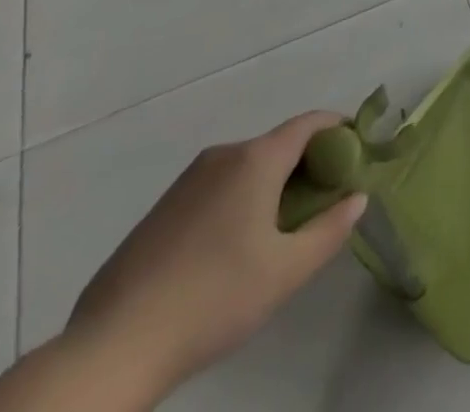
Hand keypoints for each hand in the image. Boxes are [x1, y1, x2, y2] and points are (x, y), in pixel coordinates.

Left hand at [66, 111, 367, 395]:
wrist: (113, 346)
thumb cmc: (213, 299)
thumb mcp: (286, 271)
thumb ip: (330, 229)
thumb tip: (357, 198)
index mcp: (257, 159)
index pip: (310, 123)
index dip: (339, 130)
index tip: (356, 155)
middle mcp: (224, 155)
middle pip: (279, 144)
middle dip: (307, 164)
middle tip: (323, 203)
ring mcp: (187, 180)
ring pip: (246, 167)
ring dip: (272, 184)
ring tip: (280, 232)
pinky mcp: (162, 208)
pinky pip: (217, 187)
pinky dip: (239, 200)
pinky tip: (232, 250)